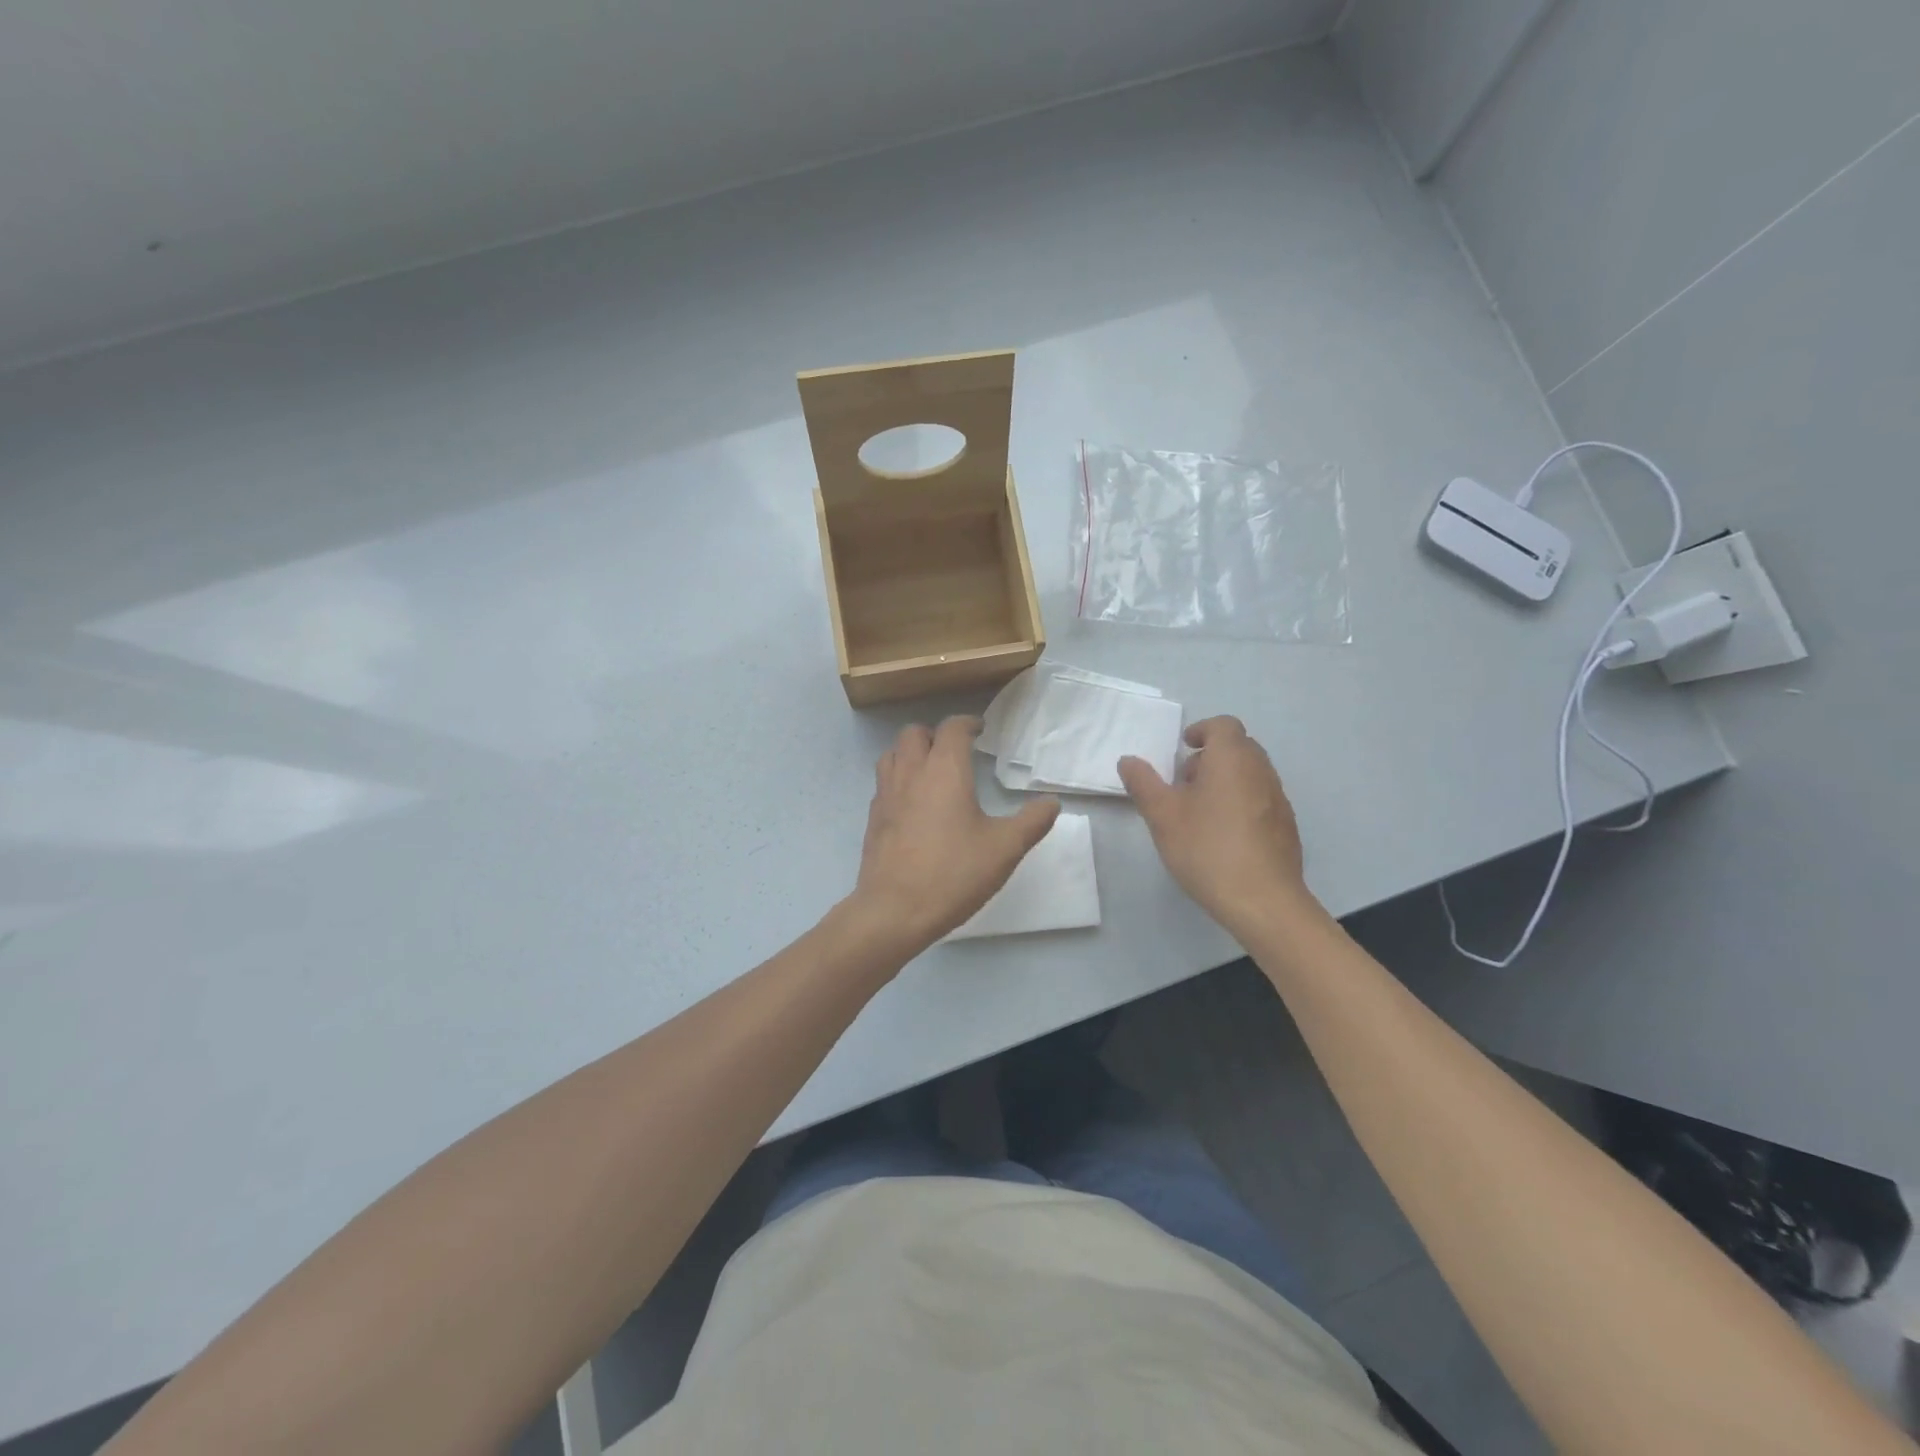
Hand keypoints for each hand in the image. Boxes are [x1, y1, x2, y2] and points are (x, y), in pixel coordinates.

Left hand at [852, 717, 1059, 949]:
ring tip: (931, 770)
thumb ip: (1032, 821)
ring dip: (910, 752)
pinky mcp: (873, 819)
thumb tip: (1051, 802)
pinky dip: (898, 779)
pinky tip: (913, 804)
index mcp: (944, 771)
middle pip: (914, 733)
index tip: (981, 730)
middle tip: (955, 750)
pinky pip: (883, 783)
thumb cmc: (953, 874)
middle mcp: (911, 773)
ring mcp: (886, 795)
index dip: (968, 723)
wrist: (894, 911)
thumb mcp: (1004, 849)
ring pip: (891, 754)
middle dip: (935, 734)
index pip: (952, 728)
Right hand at [1118, 716, 1317, 936]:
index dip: (1202, 730)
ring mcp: (1279, 799)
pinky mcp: (1286, 826)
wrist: (1263, 901)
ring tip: (1200, 811)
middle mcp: (1261, 771)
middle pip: (1239, 747)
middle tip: (1185, 781)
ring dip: (1226, 780)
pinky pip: (1261, 799)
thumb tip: (1128, 760)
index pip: (1223, 725)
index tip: (1183, 747)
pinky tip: (1224, 835)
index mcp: (1232, 759)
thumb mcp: (1162, 816)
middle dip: (1211, 756)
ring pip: (1251, 774)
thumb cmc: (1207, 849)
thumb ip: (1143, 783)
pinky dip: (1241, 802)